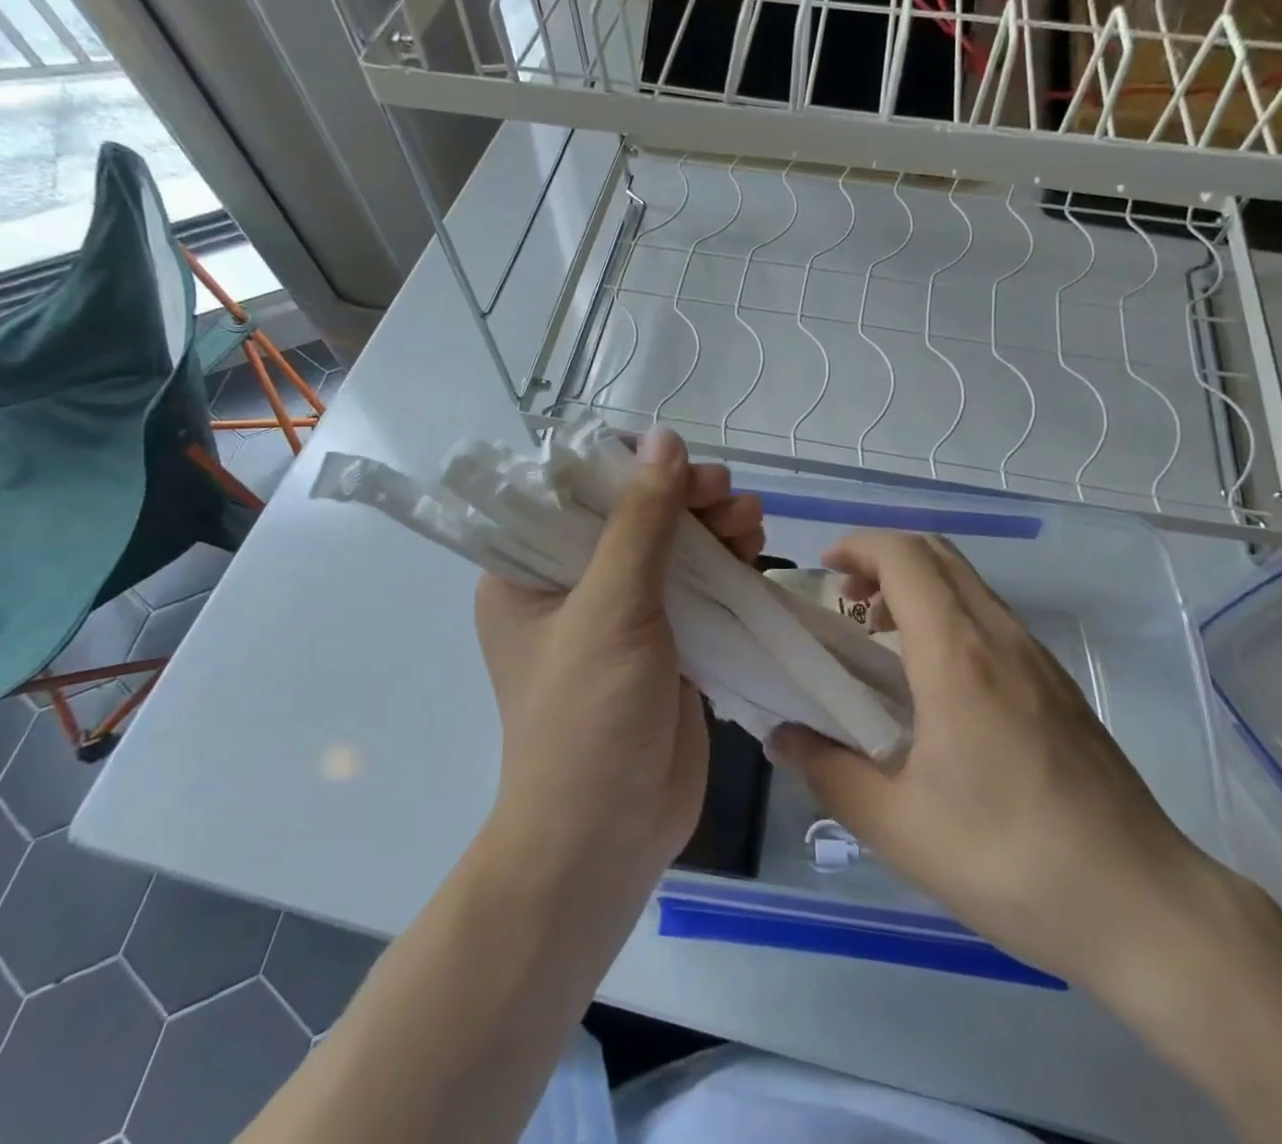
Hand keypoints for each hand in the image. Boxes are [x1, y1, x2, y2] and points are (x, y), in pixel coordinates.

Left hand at [473, 428, 763, 889]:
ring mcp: (622, 617)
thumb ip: (641, 521)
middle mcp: (570, 587)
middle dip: (685, 498)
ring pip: (672, 548)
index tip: (680, 464)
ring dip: (713, 527)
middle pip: (633, 516)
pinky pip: (697, 586)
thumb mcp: (611, 609)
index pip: (575, 492)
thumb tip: (663, 438)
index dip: (630, 468)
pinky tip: (755, 552)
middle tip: (727, 495)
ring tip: (751, 522)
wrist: (605, 842)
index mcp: (527, 572)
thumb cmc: (587, 720)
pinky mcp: (665, 644)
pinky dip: (726, 565)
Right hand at [770, 531, 1222, 991]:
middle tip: (846, 597)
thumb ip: (830, 773)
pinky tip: (935, 678)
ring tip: (880, 636)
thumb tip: (781, 738)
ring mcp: (1036, 656)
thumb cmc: (1011, 859)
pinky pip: (991, 616)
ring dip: (917, 585)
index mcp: (958, 655)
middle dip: (883, 557)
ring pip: (968, 582)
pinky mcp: (1057, 683)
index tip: (824, 571)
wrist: (1142, 903)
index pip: (905, 557)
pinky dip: (948, 613)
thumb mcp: (900, 827)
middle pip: (937, 554)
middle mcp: (1000, 637)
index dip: (858, 546)